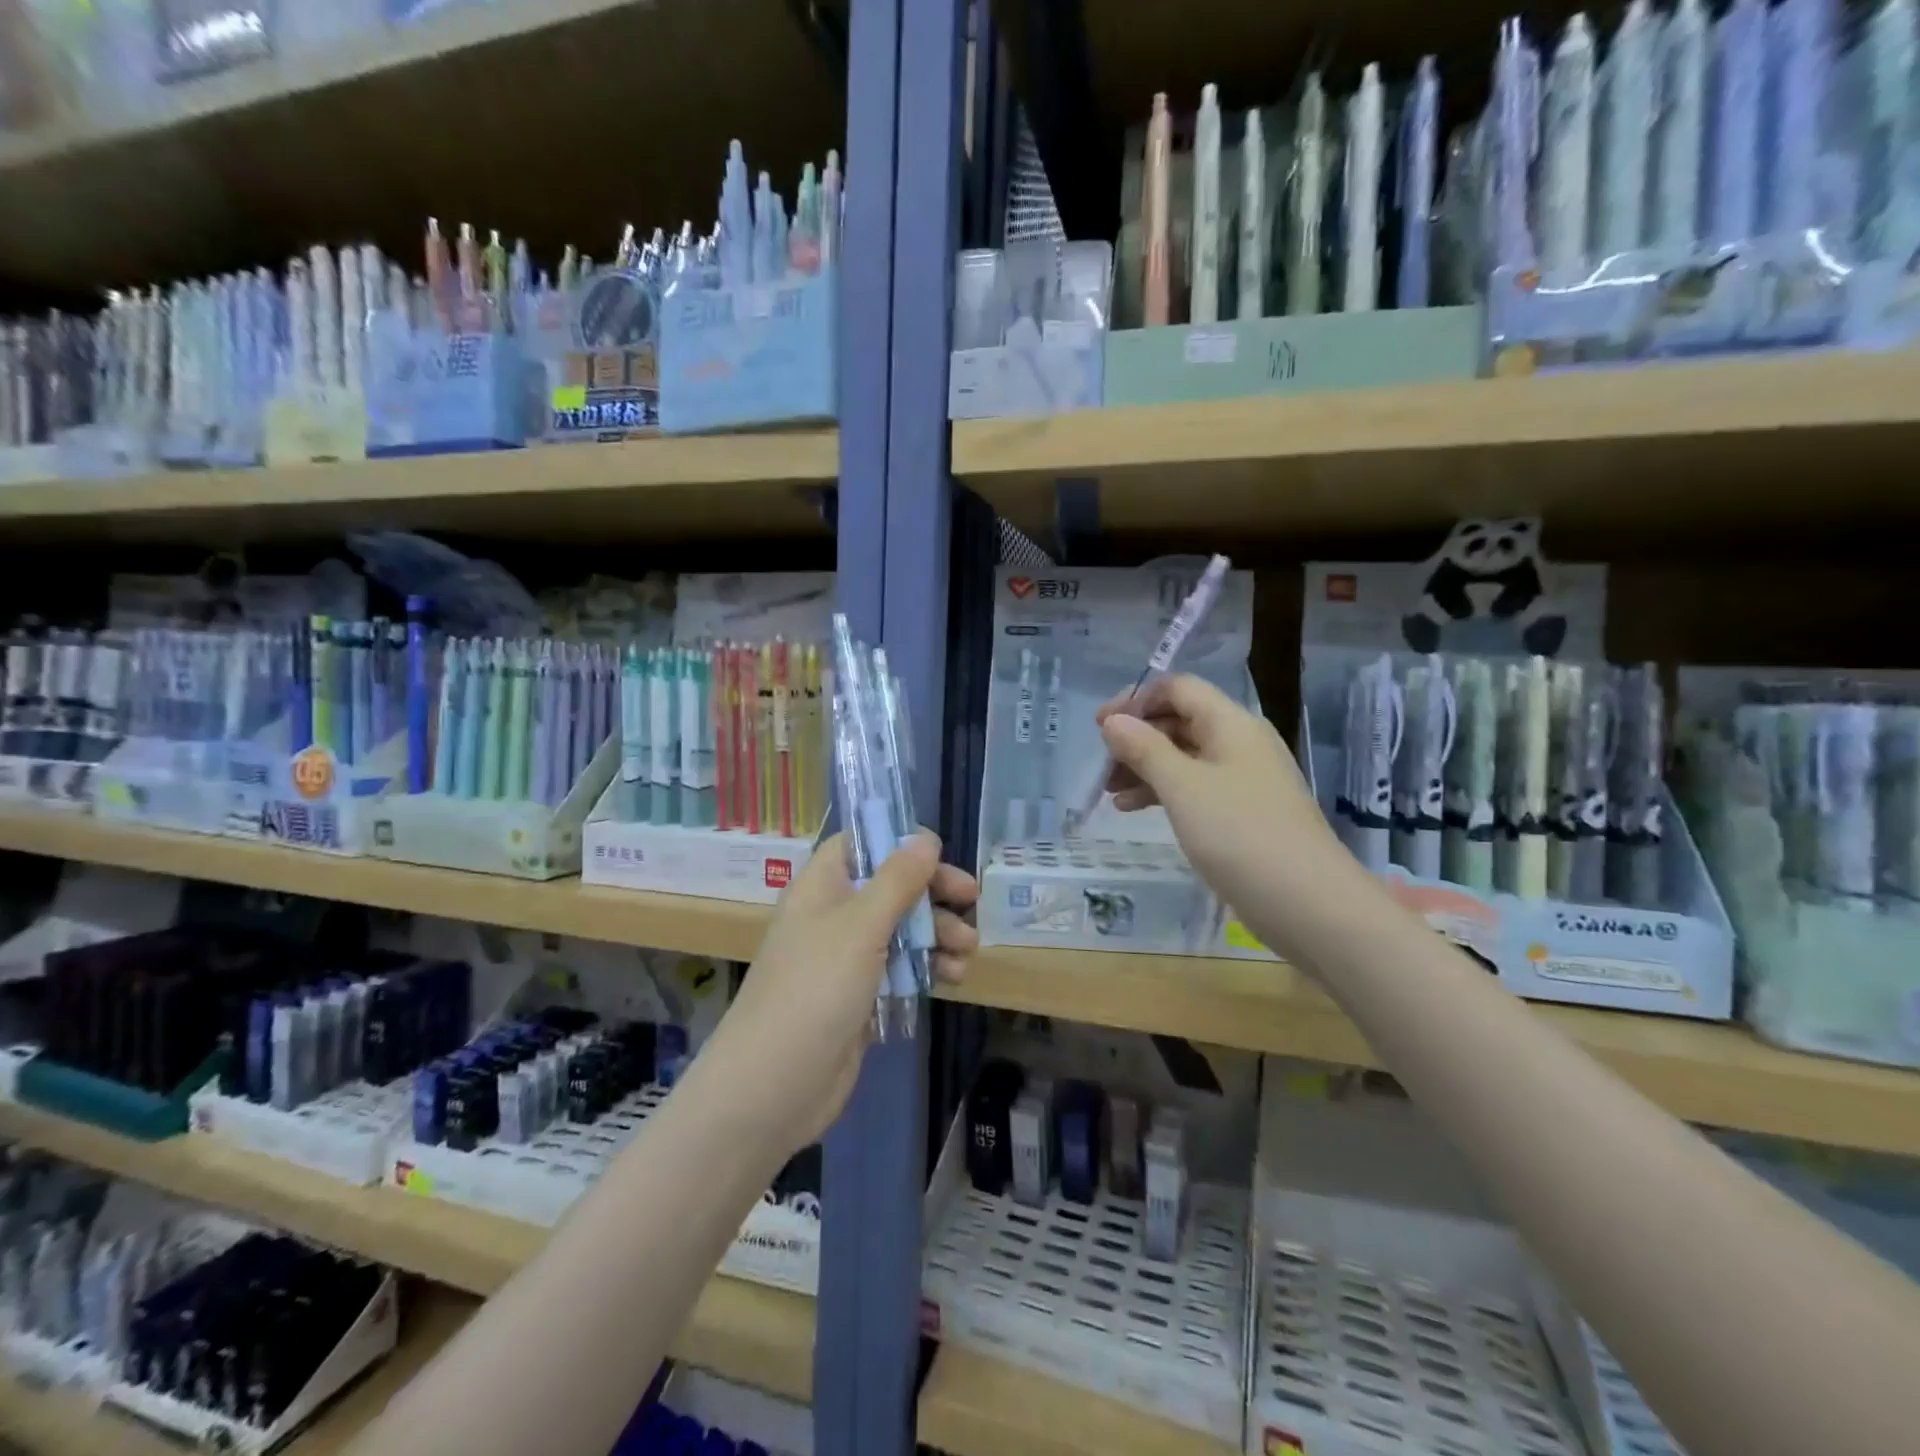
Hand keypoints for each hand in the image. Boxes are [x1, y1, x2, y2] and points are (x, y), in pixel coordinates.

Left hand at [706, 830, 979, 1154]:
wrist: (774, 1086)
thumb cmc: (816, 989)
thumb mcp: (861, 925)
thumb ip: (898, 879)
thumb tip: (925, 837)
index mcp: (822, 887)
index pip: (860, 845)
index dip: (898, 843)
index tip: (938, 854)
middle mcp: (833, 916)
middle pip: (890, 887)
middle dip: (932, 893)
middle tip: (971, 901)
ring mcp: (846, 960)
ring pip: (901, 931)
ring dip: (938, 934)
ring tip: (968, 951)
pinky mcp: (860, 998)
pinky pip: (900, 970)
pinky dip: (927, 968)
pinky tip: (953, 978)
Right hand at [1096, 674, 1339, 935]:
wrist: (1308, 904)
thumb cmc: (1240, 834)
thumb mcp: (1182, 787)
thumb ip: (1144, 749)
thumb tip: (1113, 721)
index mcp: (1231, 724)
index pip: (1178, 689)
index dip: (1136, 699)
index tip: (1100, 727)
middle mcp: (1239, 743)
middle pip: (1179, 721)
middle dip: (1136, 738)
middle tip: (1101, 765)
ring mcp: (1243, 779)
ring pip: (1184, 757)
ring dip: (1144, 768)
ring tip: (1108, 792)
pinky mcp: (1242, 813)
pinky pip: (1194, 788)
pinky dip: (1163, 793)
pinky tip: (1132, 810)